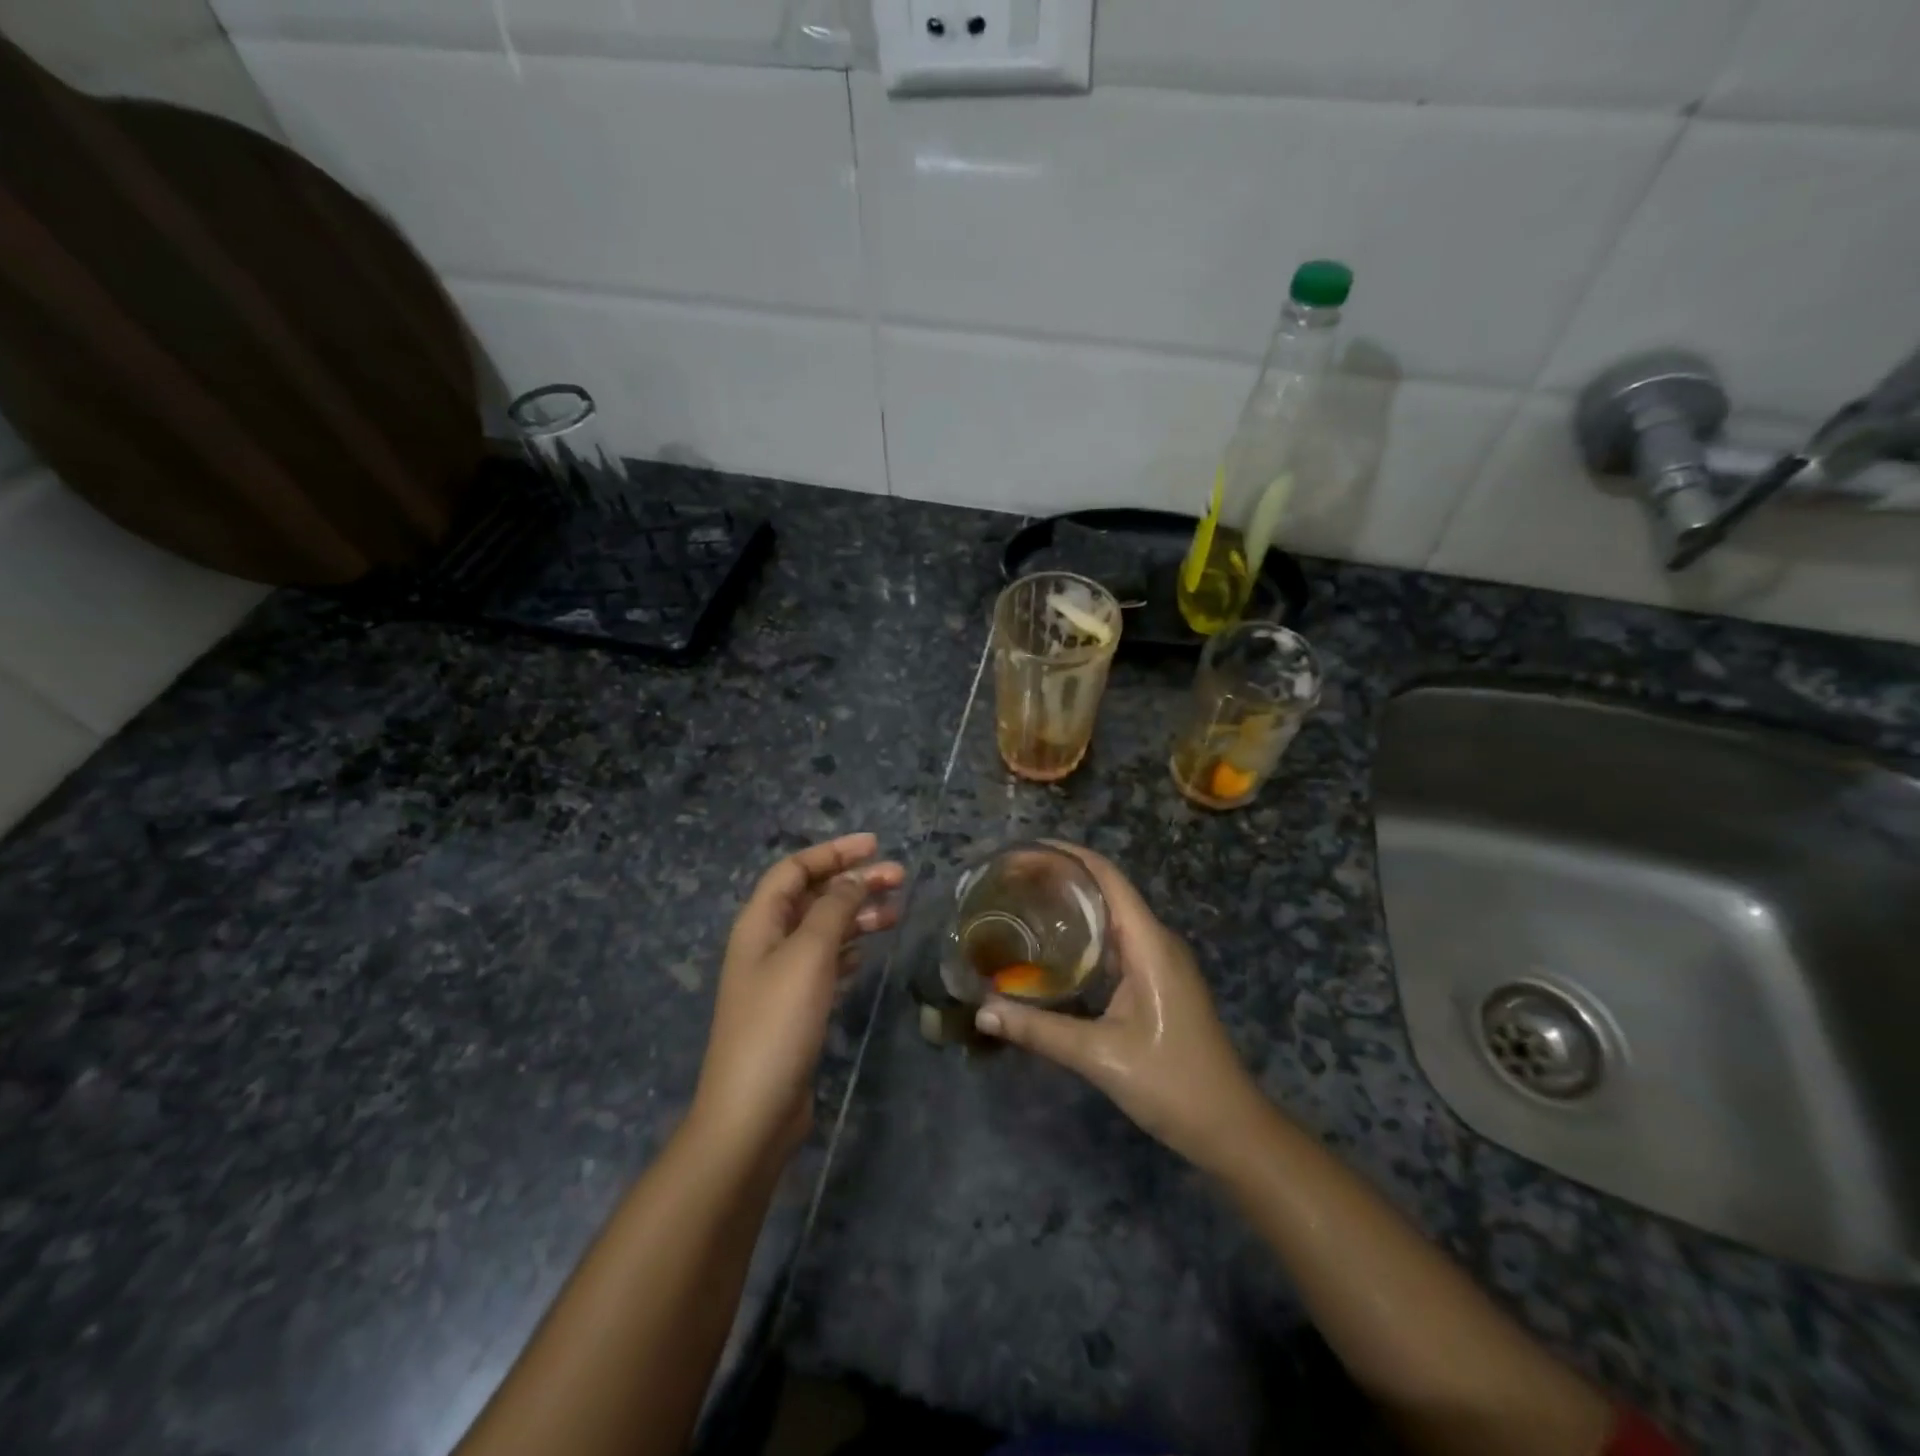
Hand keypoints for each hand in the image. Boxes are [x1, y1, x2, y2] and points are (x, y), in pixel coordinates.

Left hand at [691, 833, 903, 1164]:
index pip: (795, 869)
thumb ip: (833, 910)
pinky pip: (826, 962)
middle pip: (812, 897)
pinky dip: (850, 948)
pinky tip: (871, 949)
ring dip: (857, 915)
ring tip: (897, 911)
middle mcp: (767, 943)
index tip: (875, 846)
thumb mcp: (809, 955)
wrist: (753, 1111)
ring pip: (823, 929)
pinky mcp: (796, 1007)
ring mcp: (780, 977)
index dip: (833, 852)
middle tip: (899, 878)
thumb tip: (853, 880)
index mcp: (760, 923)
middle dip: (853, 882)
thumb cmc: (778, 1023)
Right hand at [973, 843, 1269, 1172]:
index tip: (1026, 850)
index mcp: (1149, 944)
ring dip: (1075, 905)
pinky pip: (1119, 941)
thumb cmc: (1171, 1083)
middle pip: (1109, 890)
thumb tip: (982, 1012)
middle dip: (1064, 877)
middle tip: (1014, 880)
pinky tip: (1056, 949)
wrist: (1229, 1127)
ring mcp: (1161, 961)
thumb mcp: (1098, 1056)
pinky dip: (1086, 934)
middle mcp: (1157, 942)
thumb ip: (1038, 1031)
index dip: (1069, 855)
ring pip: (1114, 916)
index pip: (1108, 877)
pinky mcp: (1159, 981)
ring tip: (1026, 903)